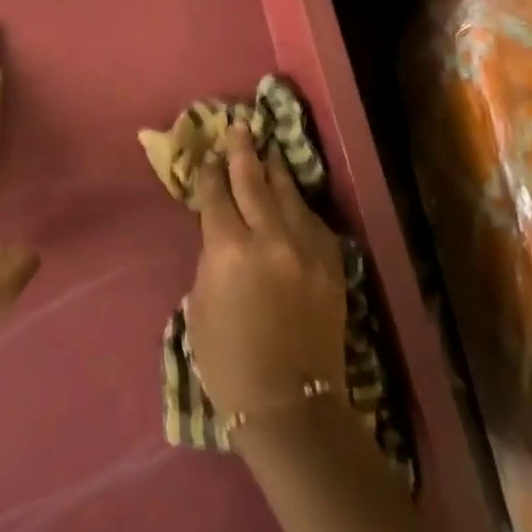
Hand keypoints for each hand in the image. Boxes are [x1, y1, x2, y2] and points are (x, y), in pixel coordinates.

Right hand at [186, 123, 346, 430]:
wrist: (289, 405)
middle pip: (252, 181)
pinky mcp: (332, 264)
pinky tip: (292, 197)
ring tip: (267, 149)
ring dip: (274, 170)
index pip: (215, 194)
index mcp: (228, 249)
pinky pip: (313, 221)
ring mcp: (306, 249)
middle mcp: (269, 238)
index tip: (205, 154)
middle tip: (238, 127)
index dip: (208, 172)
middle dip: (242, 151)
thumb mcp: (199, 303)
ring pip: (288, 194)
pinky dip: (299, 204)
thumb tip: (221, 231)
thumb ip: (211, 257)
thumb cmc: (228, 360)